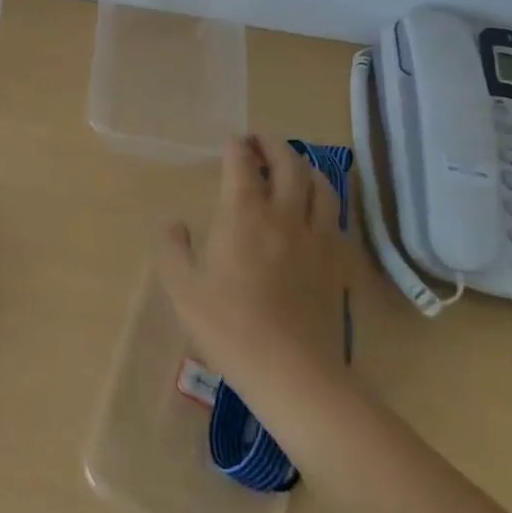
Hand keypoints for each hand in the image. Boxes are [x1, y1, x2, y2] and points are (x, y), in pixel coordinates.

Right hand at [157, 136, 348, 379]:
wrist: (293, 372)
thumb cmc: (228, 326)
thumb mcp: (182, 287)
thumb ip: (172, 247)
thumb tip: (174, 222)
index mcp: (243, 214)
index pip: (242, 163)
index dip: (236, 145)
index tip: (230, 140)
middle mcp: (284, 215)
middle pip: (288, 163)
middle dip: (272, 144)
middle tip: (258, 141)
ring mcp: (318, 238)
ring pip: (320, 185)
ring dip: (304, 167)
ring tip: (292, 166)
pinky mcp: (339, 263)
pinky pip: (336, 217)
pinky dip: (324, 200)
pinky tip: (316, 210)